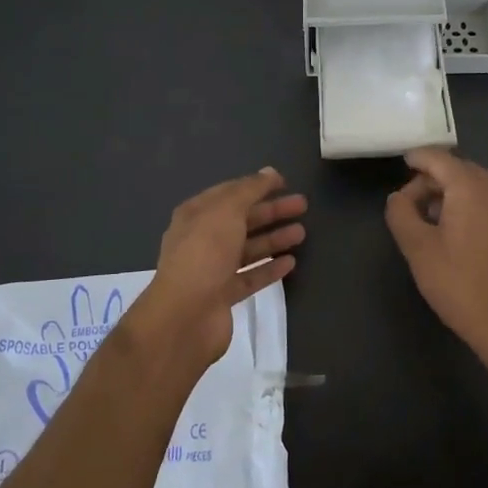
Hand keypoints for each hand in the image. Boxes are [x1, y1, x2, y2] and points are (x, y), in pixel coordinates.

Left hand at [130, 168, 305, 369]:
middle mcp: (202, 239)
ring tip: (302, 233)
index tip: (284, 182)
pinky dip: (269, 268)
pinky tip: (291, 262)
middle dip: (272, 211)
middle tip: (302, 205)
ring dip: (274, 238)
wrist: (185, 315)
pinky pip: (250, 276)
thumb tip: (270, 172)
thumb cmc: (204, 252)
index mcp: (196, 214)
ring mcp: (212, 269)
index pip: (230, 193)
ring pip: (248, 248)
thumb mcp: (227, 210)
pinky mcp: (223, 296)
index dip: (256, 185)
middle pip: (242, 219)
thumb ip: (250, 190)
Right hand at [385, 148, 487, 386]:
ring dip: (457, 194)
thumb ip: (401, 213)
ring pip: (480, 186)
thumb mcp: (418, 249)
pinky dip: (478, 208)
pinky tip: (468, 237)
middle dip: (435, 179)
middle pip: (460, 169)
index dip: (417, 158)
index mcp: (470, 187)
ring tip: (440, 221)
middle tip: (415, 205)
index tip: (403, 166)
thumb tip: (399, 197)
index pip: (438, 157)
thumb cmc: (459, 284)